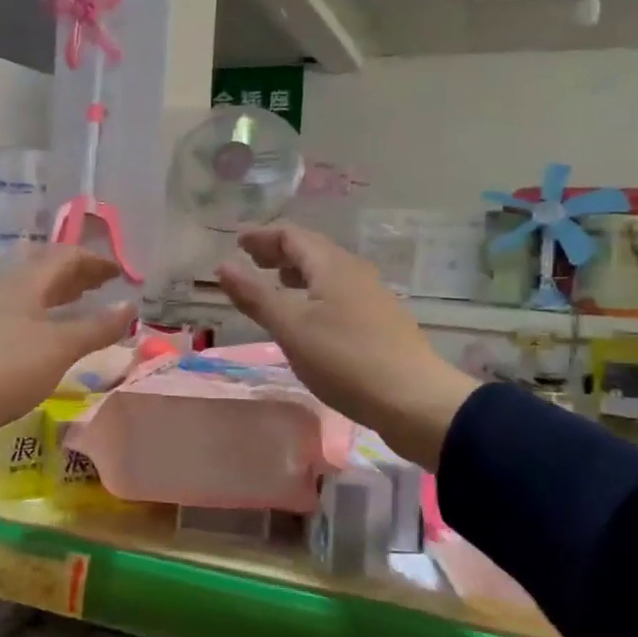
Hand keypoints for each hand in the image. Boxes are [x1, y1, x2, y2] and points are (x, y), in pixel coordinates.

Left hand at [0, 248, 134, 459]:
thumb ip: (98, 327)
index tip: (121, 272)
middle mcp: (8, 288)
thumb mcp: (60, 348)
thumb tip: (131, 306)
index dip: (96, 261)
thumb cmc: (6, 368)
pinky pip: (23, 310)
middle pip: (47, 268)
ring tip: (82, 301)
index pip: (66, 256)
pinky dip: (46, 311)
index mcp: (27, 282)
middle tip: (104, 282)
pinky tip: (49, 331)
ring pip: (33, 289)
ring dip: (61, 291)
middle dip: (78, 272)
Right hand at [215, 224, 478, 468]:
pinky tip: (309, 318)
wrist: (414, 401)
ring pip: (327, 273)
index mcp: (332, 266)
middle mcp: (354, 272)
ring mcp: (372, 297)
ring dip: (297, 273)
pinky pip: (339, 294)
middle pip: (312, 250)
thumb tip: (223, 266)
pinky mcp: (380, 322)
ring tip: (276, 283)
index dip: (262, 235)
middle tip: (251, 258)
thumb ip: (256, 296)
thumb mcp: (291, 328)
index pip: (292, 235)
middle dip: (279, 252)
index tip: (237, 240)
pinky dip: (314, 293)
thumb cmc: (345, 359)